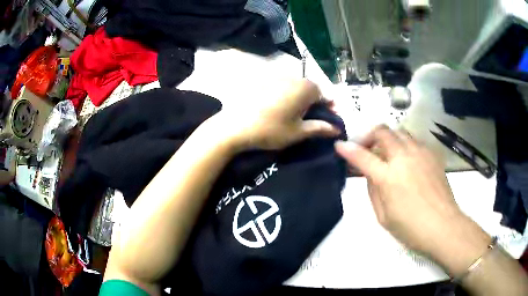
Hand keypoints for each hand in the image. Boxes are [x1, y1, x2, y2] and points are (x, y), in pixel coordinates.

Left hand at [215, 79, 339, 150]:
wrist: (234, 126)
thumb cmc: (271, 130)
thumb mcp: (298, 132)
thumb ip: (320, 128)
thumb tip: (337, 128)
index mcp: (306, 88)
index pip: (325, 95)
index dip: (329, 108)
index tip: (328, 120)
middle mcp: (293, 77)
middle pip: (310, 88)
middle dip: (314, 102)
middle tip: (309, 118)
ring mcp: (276, 76)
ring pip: (296, 86)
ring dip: (299, 97)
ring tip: (293, 113)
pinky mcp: (263, 79)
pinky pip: (281, 85)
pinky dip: (285, 94)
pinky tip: (278, 107)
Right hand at [335, 125, 490, 275]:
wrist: (443, 226)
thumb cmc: (411, 228)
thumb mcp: (384, 217)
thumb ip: (374, 191)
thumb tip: (371, 174)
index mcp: (388, 177)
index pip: (362, 156)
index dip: (348, 149)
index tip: (340, 145)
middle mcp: (404, 158)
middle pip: (383, 131)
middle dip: (370, 135)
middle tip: (368, 149)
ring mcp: (420, 153)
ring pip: (400, 132)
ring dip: (389, 138)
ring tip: (388, 153)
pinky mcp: (432, 155)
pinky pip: (415, 141)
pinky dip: (405, 146)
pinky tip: (408, 161)